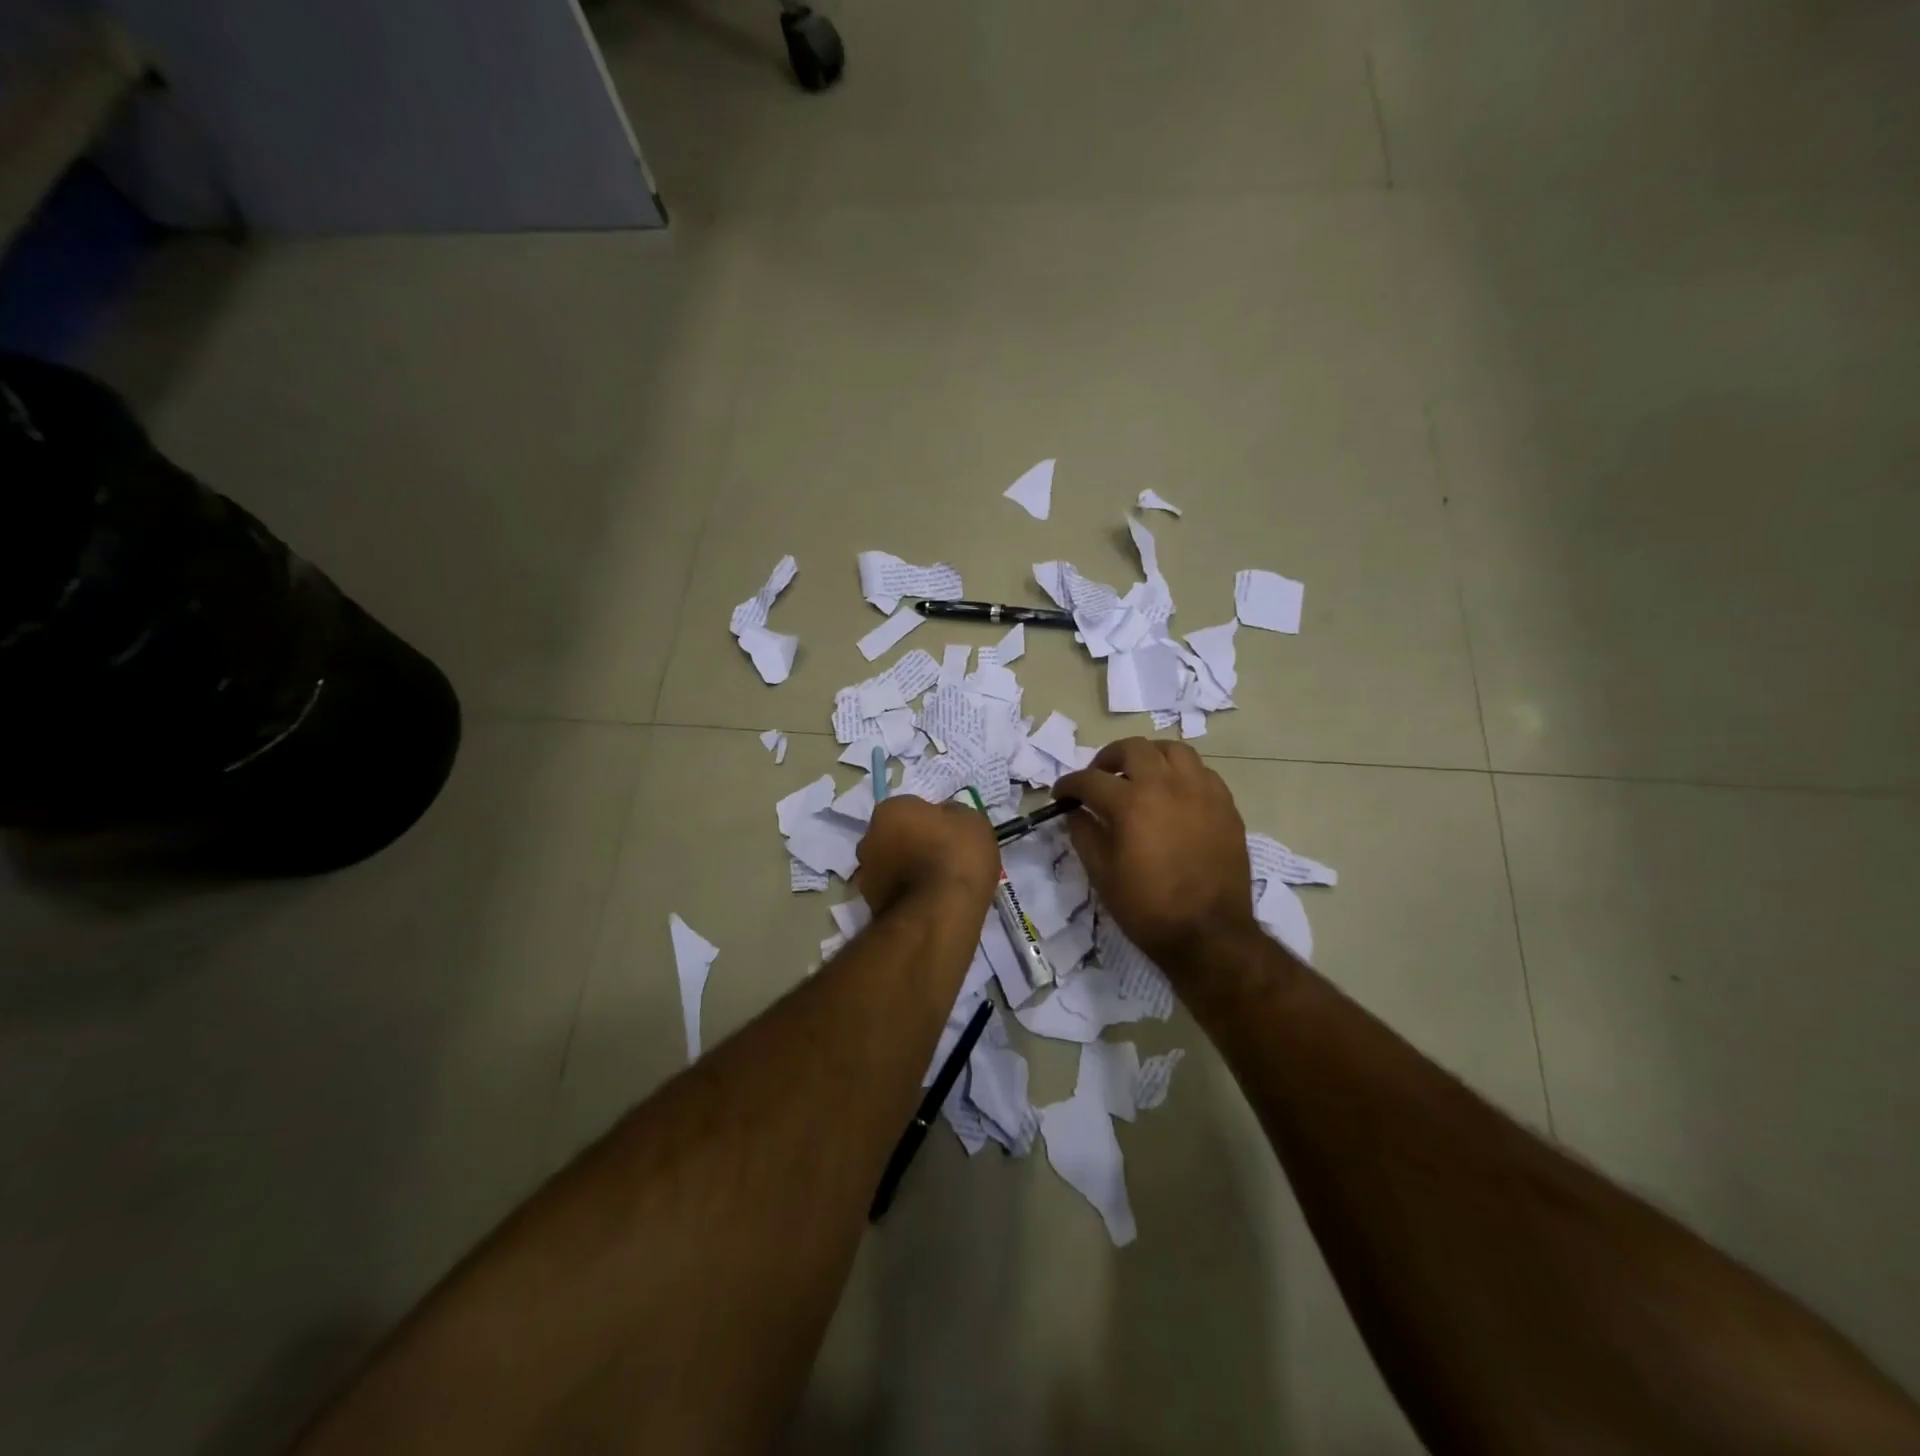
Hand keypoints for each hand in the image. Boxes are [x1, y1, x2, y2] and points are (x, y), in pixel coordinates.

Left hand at [856, 795, 999, 919]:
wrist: (940, 912)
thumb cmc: (956, 855)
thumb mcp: (972, 821)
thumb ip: (953, 814)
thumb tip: (945, 818)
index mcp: (890, 809)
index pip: (910, 808)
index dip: (930, 820)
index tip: (947, 834)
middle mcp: (869, 838)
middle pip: (894, 836)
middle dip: (912, 844)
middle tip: (940, 858)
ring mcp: (866, 874)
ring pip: (890, 866)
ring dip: (906, 871)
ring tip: (937, 886)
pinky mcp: (871, 905)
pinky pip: (893, 892)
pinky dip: (906, 895)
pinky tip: (929, 903)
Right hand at [1055, 738, 1257, 969]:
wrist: (1209, 934)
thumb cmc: (1147, 908)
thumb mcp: (1101, 874)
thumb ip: (1084, 834)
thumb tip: (1075, 812)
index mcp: (1131, 803)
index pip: (1090, 780)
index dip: (1069, 785)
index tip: (1061, 795)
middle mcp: (1166, 785)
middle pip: (1132, 749)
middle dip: (1107, 759)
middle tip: (1099, 778)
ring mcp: (1200, 791)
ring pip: (1172, 750)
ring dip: (1149, 756)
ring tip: (1140, 776)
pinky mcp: (1225, 804)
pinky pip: (1201, 771)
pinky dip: (1180, 773)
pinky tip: (1173, 794)